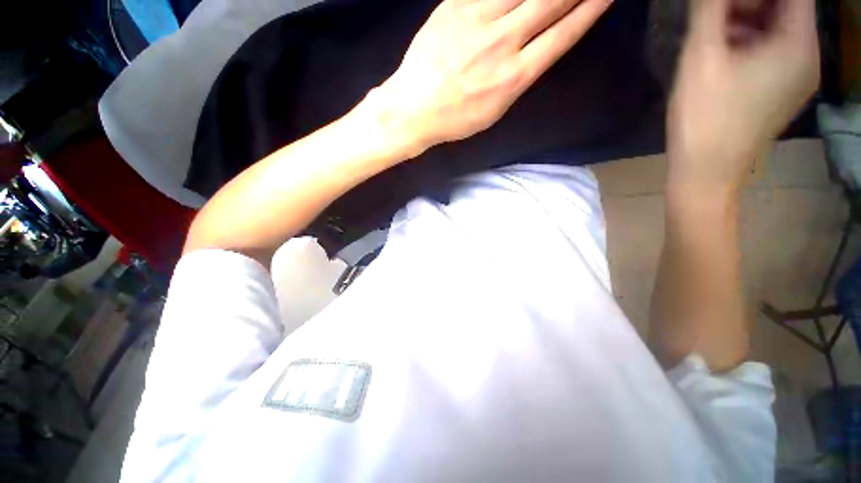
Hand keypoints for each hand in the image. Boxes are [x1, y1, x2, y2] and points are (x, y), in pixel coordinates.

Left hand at [372, 0, 611, 154]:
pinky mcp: (455, 6)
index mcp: (514, 77)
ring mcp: (478, 20)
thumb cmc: (454, 119)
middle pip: (550, 2)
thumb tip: (535, 51)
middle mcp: (503, 43)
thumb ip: (517, 78)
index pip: (562, 35)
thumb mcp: (494, 111)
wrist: (414, 108)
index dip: (588, 11)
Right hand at [667, 0, 819, 192]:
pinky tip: (723, 56)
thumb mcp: (702, 57)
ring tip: (712, 34)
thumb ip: (711, 10)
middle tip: (713, 12)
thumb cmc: (704, 118)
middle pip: (787, 8)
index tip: (724, 4)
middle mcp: (808, 58)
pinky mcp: (782, 92)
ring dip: (747, 21)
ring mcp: (797, 78)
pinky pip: (773, 52)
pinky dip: (750, 42)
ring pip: (778, 30)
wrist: (705, 172)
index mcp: (798, 45)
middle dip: (750, 2)